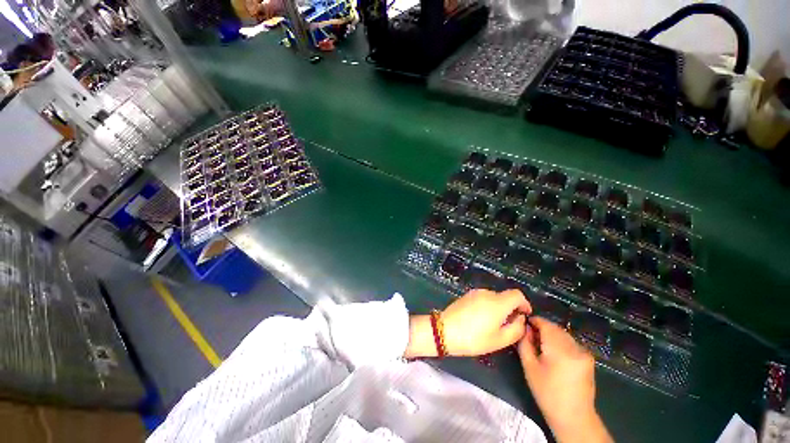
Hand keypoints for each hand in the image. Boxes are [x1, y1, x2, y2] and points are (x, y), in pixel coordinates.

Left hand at [442, 289, 531, 355]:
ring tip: (494, 325)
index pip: (517, 294)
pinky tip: (481, 320)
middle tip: (509, 325)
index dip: (524, 303)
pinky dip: (488, 306)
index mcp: (497, 302)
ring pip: (494, 297)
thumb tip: (520, 318)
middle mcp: (487, 293)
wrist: (444, 330)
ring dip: (499, 308)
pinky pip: (483, 298)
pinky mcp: (466, 295)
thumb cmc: (473, 338)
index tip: (524, 315)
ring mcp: (475, 293)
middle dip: (510, 308)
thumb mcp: (500, 340)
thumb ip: (516, 328)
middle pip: (505, 296)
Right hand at [518, 316, 612, 442]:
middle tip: (529, 335)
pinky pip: (570, 342)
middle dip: (542, 328)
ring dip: (551, 334)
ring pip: (563, 334)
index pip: (546, 324)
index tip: (523, 323)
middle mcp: (575, 347)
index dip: (534, 321)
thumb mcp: (529, 367)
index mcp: (560, 350)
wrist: (574, 417)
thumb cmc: (547, 393)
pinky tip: (553, 353)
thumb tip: (524, 328)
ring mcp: (584, 353)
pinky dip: (560, 341)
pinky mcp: (588, 359)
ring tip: (540, 344)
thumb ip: (525, 343)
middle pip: (555, 328)